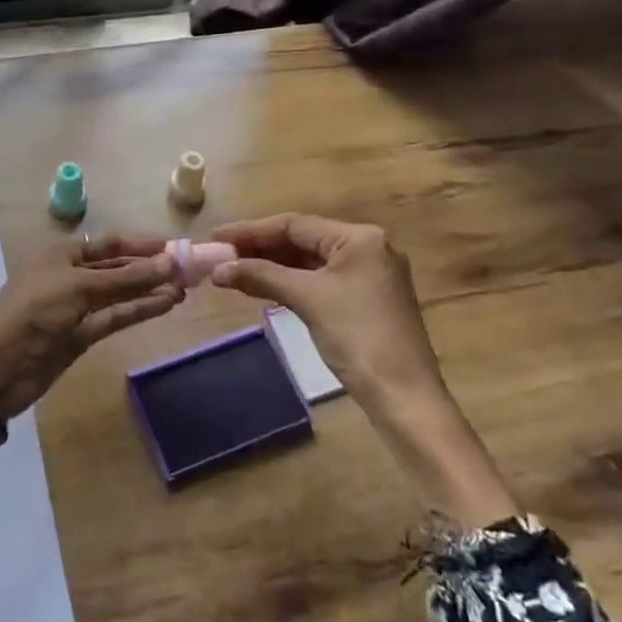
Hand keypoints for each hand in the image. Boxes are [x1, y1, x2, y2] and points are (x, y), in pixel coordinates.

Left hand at [0, 233, 182, 426]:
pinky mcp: (81, 334)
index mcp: (61, 253)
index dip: (140, 244)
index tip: (174, 246)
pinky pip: (115, 316)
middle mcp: (69, 275)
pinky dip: (138, 310)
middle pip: (116, 267)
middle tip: (188, 270)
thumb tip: (169, 263)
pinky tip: (165, 305)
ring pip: (119, 293)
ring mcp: (76, 306)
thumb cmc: (34, 312)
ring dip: (149, 290)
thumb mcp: (79, 287)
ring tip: (185, 289)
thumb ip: (126, 278)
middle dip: (149, 268)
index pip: (108, 243)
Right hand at [210, 213, 517, 526]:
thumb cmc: (358, 337)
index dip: (251, 230)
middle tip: (220, 254)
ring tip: (233, 270)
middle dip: (260, 248)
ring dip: (272, 266)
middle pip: (302, 240)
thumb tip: (218, 269)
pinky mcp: (366, 300)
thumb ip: (261, 275)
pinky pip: (319, 280)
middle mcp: (367, 248)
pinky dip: (290, 282)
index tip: (216, 237)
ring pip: (309, 261)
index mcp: (359, 238)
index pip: (295, 224)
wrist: (405, 397)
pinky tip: (263, 287)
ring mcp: (369, 275)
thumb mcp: (307, 299)